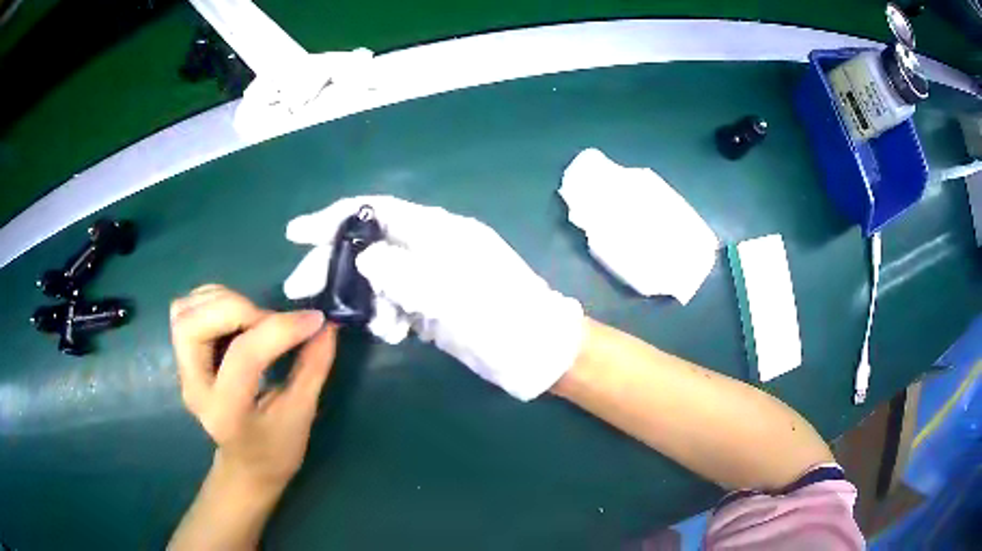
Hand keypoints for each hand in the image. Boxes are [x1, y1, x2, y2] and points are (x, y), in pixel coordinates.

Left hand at [170, 284, 336, 489]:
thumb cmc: (276, 450)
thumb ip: (313, 367)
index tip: (315, 320)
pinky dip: (213, 300)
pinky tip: (238, 317)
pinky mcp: (183, 356)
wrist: (246, 466)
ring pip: (184, 311)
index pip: (242, 357)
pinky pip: (186, 310)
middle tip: (270, 320)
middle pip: (192, 325)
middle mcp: (194, 387)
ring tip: (255, 318)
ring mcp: (183, 370)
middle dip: (236, 308)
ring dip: (222, 301)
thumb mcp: (301, 415)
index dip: (279, 330)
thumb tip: (328, 326)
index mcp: (226, 412)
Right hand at [284, 196, 584, 400]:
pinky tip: (394, 333)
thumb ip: (404, 272)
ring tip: (378, 326)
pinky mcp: (430, 305)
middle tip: (298, 287)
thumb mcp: (454, 292)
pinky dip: (384, 317)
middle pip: (367, 244)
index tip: (296, 234)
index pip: (374, 211)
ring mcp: (429, 278)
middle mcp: (429, 248)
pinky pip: (392, 303)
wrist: (536, 352)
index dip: (333, 218)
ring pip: (376, 278)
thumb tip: (364, 259)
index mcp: (437, 231)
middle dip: (333, 264)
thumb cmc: (503, 317)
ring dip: (365, 300)